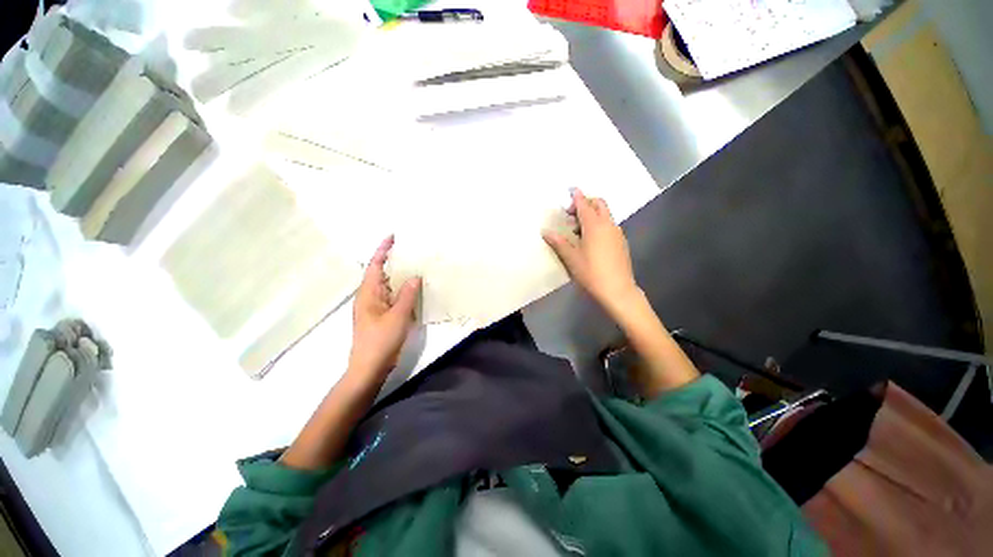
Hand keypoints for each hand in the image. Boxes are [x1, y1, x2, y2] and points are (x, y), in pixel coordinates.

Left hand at [349, 235, 420, 378]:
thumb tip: (415, 276)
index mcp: (368, 293)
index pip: (374, 265)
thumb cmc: (380, 340)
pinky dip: (402, 290)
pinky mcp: (382, 316)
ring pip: (387, 285)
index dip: (383, 250)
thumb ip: (407, 295)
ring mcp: (375, 307)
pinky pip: (392, 297)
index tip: (393, 238)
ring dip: (398, 275)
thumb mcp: (397, 316)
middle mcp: (369, 297)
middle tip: (410, 250)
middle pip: (380, 273)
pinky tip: (413, 289)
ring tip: (415, 265)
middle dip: (392, 260)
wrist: (369, 367)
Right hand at [543, 189, 638, 315]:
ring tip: (577, 231)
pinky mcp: (621, 242)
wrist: (617, 290)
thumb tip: (545, 231)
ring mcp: (617, 233)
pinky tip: (590, 241)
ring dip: (592, 215)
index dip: (577, 196)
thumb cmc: (591, 272)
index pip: (584, 204)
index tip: (571, 189)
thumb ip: (558, 242)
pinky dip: (598, 224)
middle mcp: (608, 224)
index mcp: (594, 225)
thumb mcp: (571, 258)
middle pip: (599, 204)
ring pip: (605, 215)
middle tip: (571, 214)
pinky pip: (609, 225)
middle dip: (586, 203)